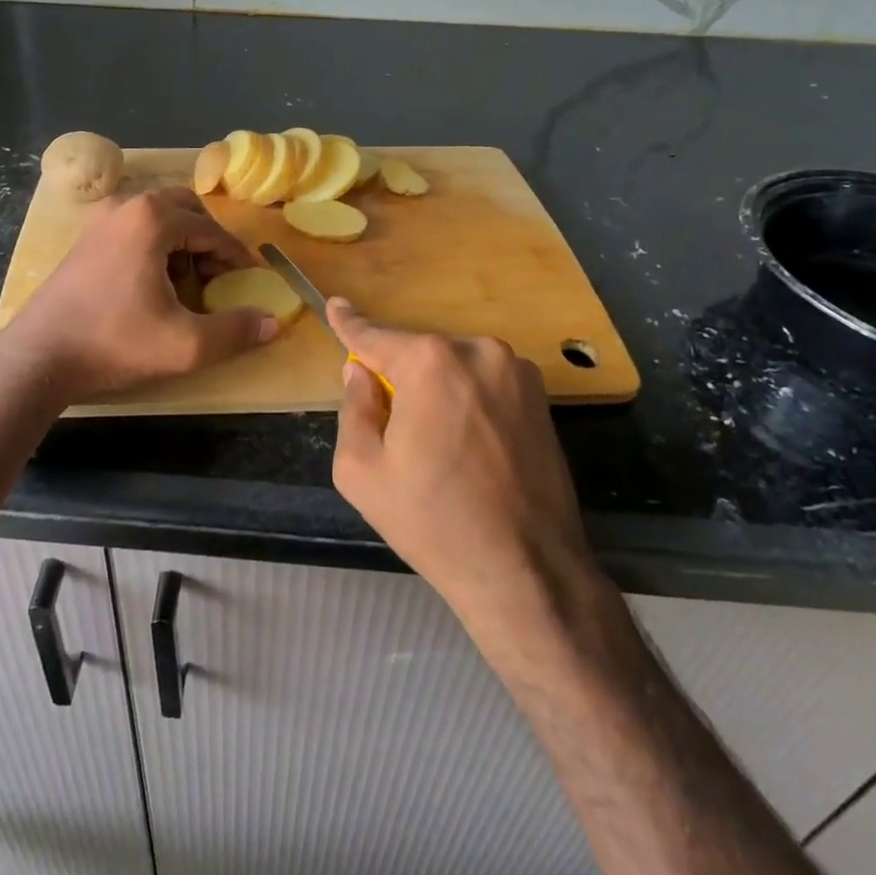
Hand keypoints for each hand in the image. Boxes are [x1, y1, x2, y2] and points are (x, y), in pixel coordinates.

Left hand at [4, 186, 278, 402]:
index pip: (211, 228)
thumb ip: (235, 331)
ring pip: (158, 217)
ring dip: (182, 241)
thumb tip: (274, 322)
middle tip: (219, 276)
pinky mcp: (85, 239)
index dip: (235, 255)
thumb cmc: (115, 342)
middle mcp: (126, 206)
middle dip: (208, 240)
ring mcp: (101, 219)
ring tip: (188, 284)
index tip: (250, 279)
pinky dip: (155, 245)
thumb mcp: (185, 344)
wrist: (40, 356)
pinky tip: (153, 285)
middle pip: (185, 209)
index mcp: (152, 219)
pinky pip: (135, 228)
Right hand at [327, 299, 593, 627]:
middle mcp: (477, 351)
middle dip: (399, 380)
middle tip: (395, 434)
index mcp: (430, 362)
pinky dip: (467, 402)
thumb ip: (353, 408)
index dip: (349, 323)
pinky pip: (484, 384)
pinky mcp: (540, 396)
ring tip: (439, 451)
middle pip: (417, 355)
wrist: (527, 571)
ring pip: (453, 369)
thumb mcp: (362, 471)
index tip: (334, 304)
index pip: (375, 336)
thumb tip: (360, 373)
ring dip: (436, 392)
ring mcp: (516, 371)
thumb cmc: (433, 521)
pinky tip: (470, 451)